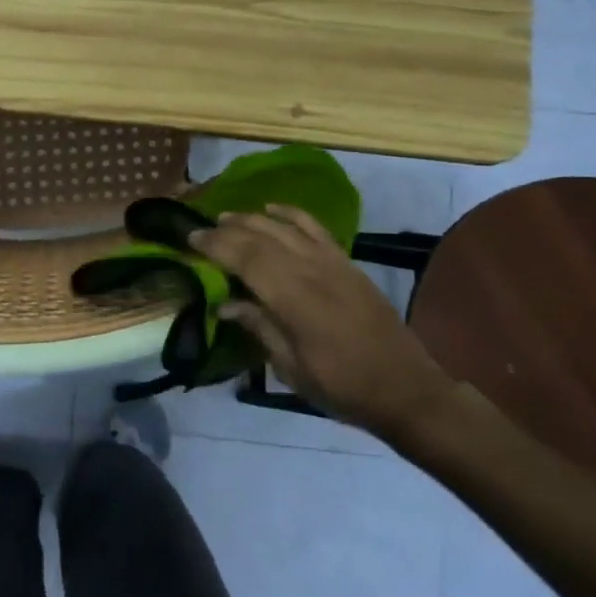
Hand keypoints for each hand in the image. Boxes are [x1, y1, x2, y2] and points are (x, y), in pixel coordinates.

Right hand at [190, 204, 455, 445]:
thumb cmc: (341, 386)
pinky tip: (273, 208)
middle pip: (261, 237)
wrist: (405, 388)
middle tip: (200, 231)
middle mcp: (310, 271)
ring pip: (284, 227)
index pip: (245, 259)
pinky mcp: (347, 263)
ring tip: (226, 218)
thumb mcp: (291, 367)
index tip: (190, 240)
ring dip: (252, 218)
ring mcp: (332, 262)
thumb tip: (224, 304)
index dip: (215, 246)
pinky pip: (315, 227)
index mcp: (293, 299)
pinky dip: (291, 213)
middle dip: (226, 231)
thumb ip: (258, 328)